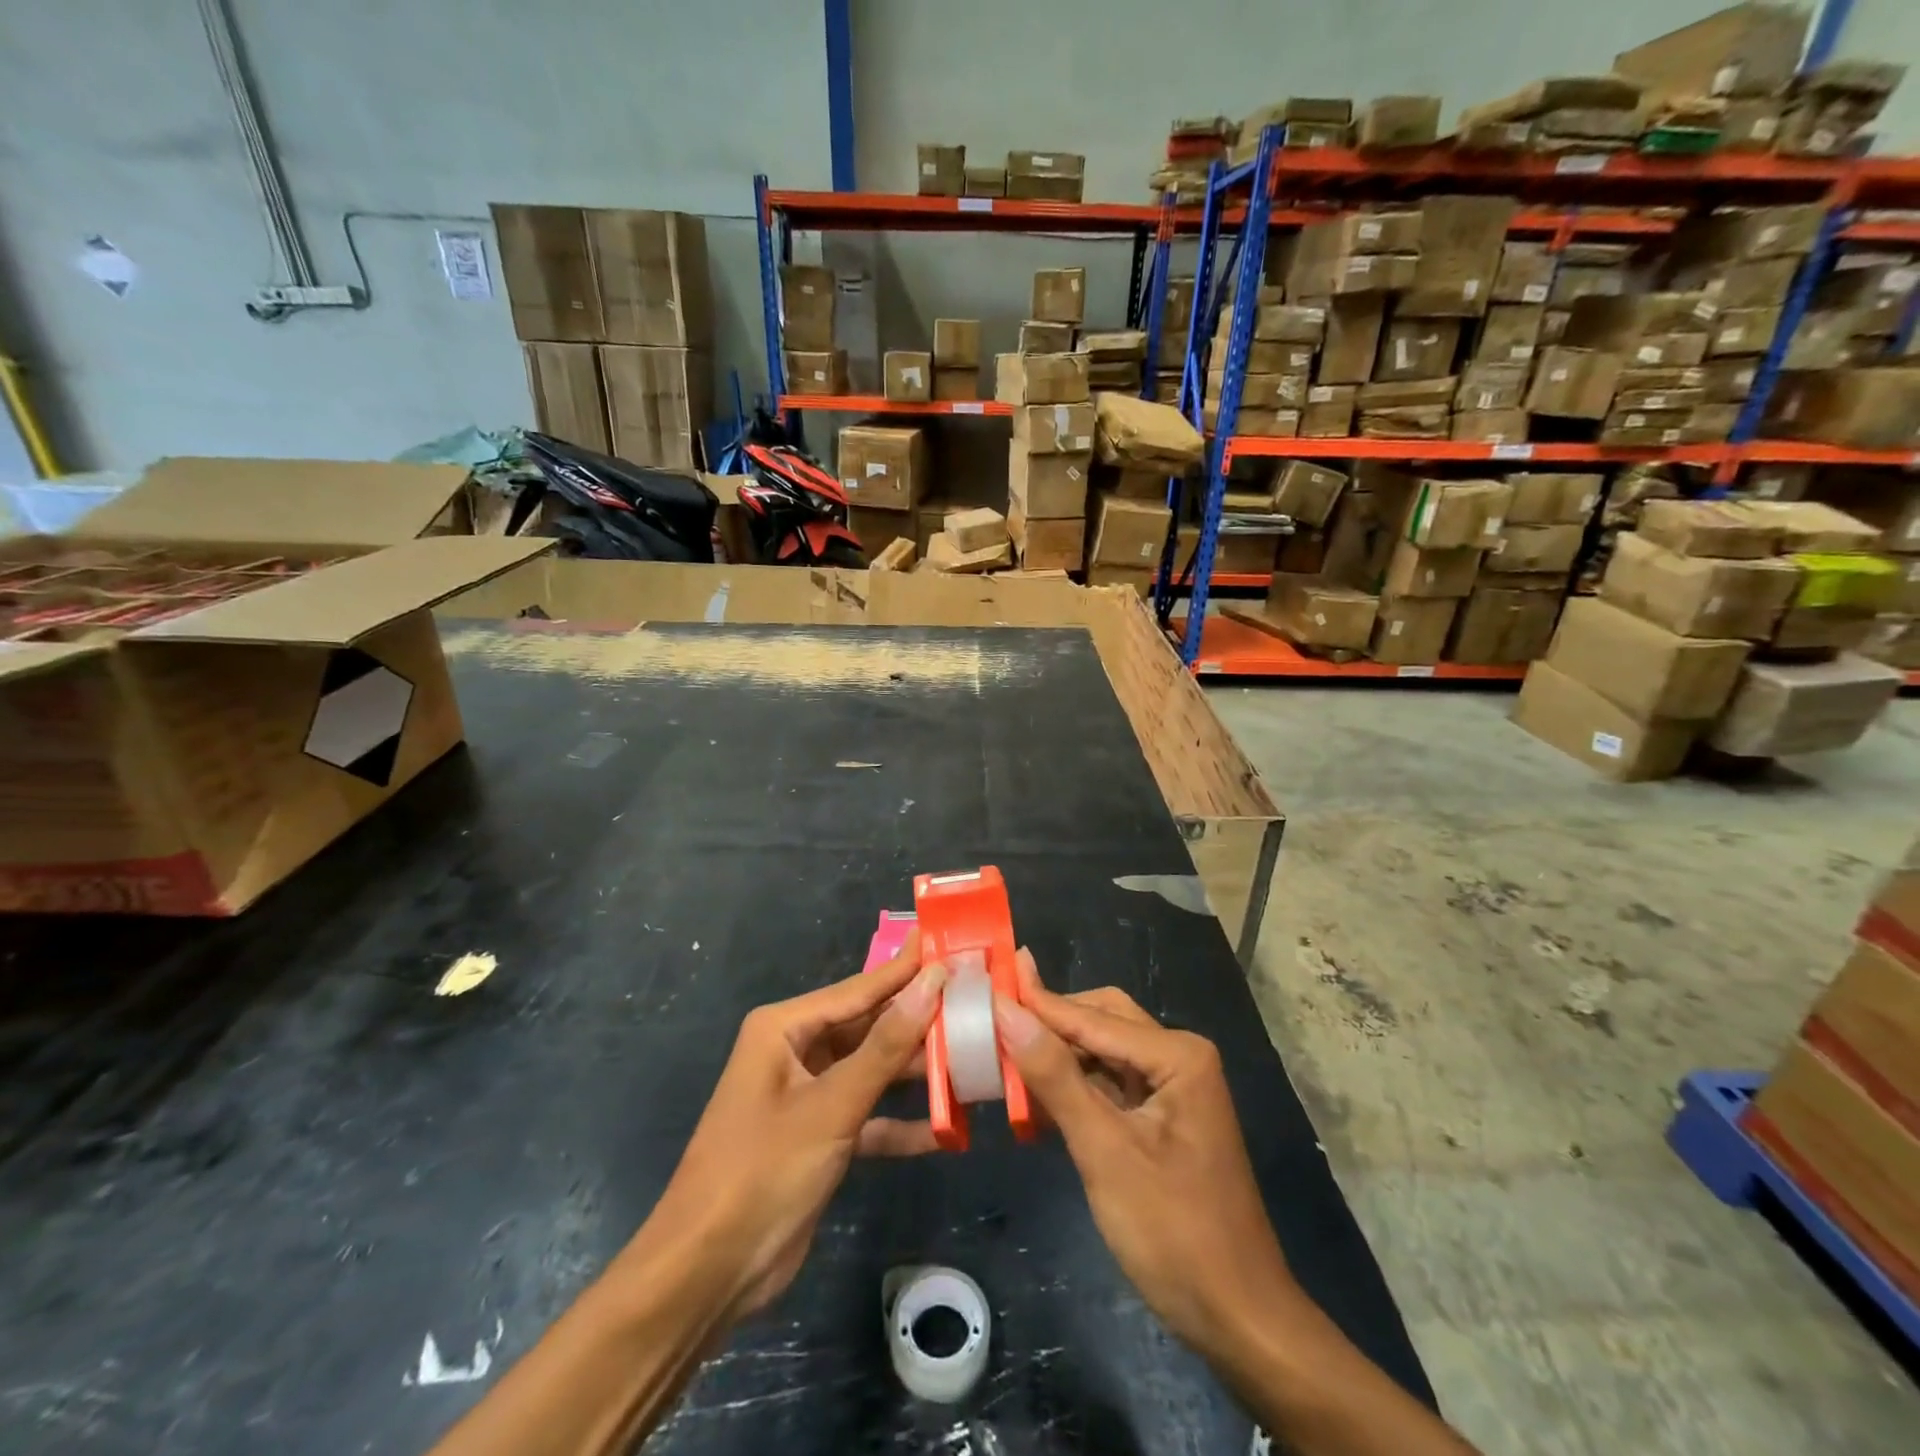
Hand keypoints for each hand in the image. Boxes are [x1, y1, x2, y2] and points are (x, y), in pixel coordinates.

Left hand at [632, 931, 947, 1324]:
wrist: (706, 1275)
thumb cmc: (763, 1171)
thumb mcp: (831, 1105)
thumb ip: (886, 1046)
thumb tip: (932, 981)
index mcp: (784, 1029)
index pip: (859, 989)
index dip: (907, 969)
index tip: (949, 943)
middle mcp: (796, 1052)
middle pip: (869, 1027)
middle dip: (918, 1021)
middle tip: (974, 1001)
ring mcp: (808, 1096)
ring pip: (873, 1071)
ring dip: (916, 1073)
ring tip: (975, 1058)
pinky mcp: (819, 1138)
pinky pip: (869, 1117)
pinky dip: (901, 1123)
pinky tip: (949, 1128)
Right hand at [993, 952, 1291, 1354]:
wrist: (1239, 1319)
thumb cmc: (1174, 1232)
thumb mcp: (1105, 1151)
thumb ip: (1055, 1077)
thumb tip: (1007, 1011)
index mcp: (1177, 1054)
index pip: (1091, 1017)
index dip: (1036, 1003)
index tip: (986, 983)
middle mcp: (1178, 1057)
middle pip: (1100, 1021)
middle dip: (1049, 1024)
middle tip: (992, 1021)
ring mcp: (1172, 1088)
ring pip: (1102, 1051)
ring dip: (1057, 1056)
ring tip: (1002, 1053)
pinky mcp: (1161, 1118)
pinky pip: (1109, 1083)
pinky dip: (1073, 1086)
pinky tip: (1036, 1096)